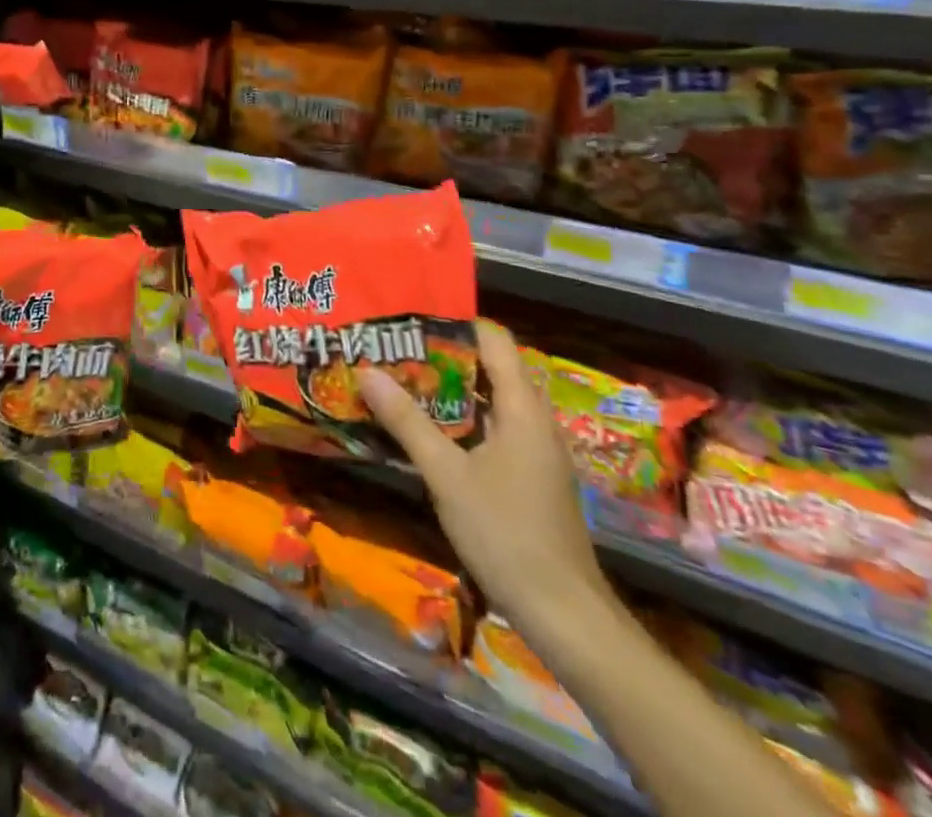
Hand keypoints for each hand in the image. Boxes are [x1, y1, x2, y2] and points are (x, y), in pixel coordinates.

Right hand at [356, 318, 611, 636]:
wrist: (564, 615)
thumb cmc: (506, 534)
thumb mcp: (447, 475)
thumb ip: (407, 421)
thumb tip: (366, 371)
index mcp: (523, 408)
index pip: (494, 339)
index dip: (454, 321)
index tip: (409, 317)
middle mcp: (534, 419)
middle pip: (490, 366)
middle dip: (442, 354)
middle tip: (393, 346)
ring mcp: (535, 450)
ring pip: (489, 400)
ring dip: (449, 389)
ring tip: (400, 378)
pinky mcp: (529, 475)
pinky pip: (493, 428)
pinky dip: (460, 419)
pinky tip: (425, 429)